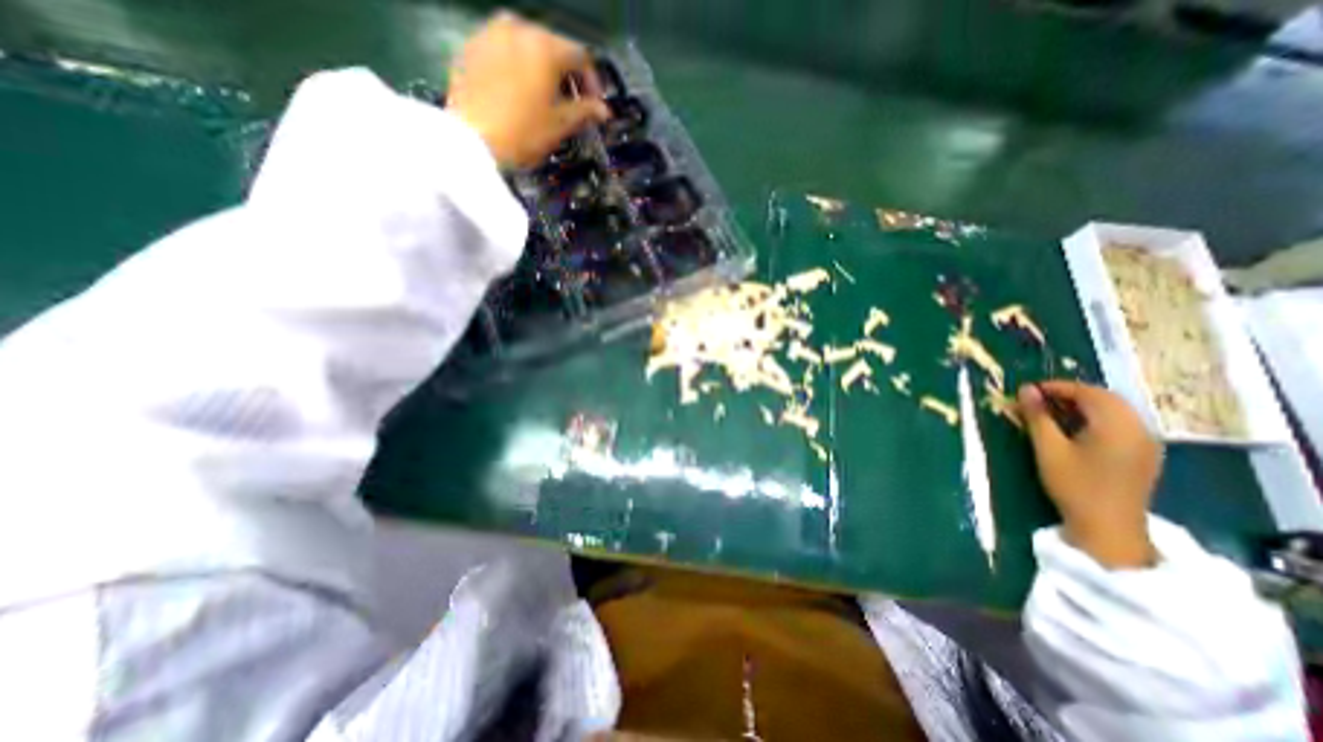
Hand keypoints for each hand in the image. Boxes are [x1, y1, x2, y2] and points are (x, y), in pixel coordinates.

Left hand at [443, 11, 609, 167]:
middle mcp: (516, 28)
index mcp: (544, 46)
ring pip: (526, 45)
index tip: (595, 104)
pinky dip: (516, 68)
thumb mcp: (560, 124)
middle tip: (572, 102)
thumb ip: (585, 112)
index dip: (593, 82)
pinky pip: (502, 51)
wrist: (471, 142)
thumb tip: (602, 111)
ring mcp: (489, 34)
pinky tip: (518, 92)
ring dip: (541, 68)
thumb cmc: (522, 134)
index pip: (581, 56)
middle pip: (553, 46)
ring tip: (544, 96)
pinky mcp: (470, 48)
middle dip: (566, 74)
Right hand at [1016, 384, 1160, 568]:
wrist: (1108, 528)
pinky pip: (1119, 424)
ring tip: (1049, 414)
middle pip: (1104, 398)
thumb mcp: (1048, 448)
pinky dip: (1093, 419)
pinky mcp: (1143, 454)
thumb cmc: (1074, 485)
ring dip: (1080, 406)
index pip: (1088, 392)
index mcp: (1117, 425)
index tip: (1027, 391)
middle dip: (1068, 395)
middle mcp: (1139, 428)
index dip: (1056, 387)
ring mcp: (1145, 442)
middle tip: (1035, 401)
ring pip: (1113, 411)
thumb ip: (1038, 416)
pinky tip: (1072, 429)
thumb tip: (1025, 389)